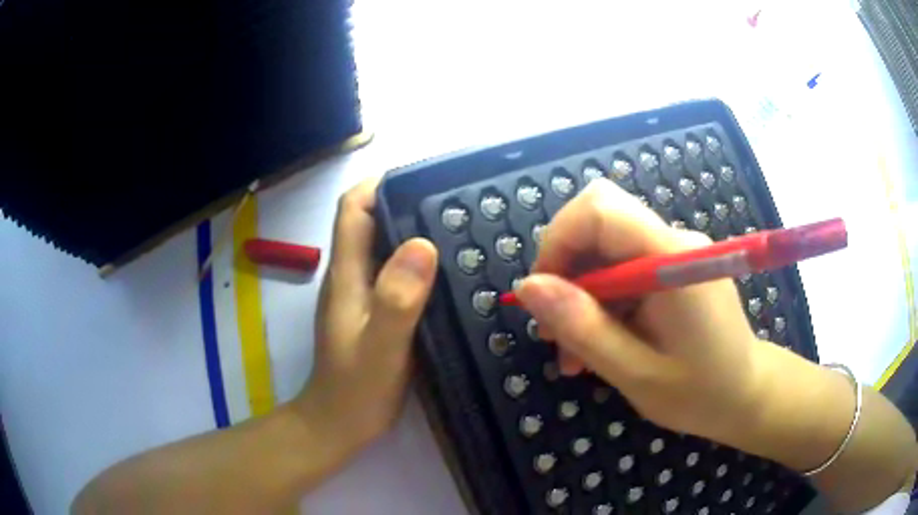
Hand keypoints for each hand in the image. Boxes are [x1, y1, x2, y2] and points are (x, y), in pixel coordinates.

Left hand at [294, 178, 437, 458]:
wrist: (340, 423)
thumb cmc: (357, 388)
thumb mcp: (381, 345)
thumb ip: (397, 298)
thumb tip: (422, 243)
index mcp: (347, 273)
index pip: (353, 209)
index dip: (379, 184)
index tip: (420, 177)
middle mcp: (350, 275)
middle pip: (370, 221)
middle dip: (404, 202)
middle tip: (451, 201)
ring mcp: (360, 293)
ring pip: (383, 246)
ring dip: (413, 231)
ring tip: (456, 228)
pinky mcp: (373, 310)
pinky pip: (393, 272)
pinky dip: (415, 262)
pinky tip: (445, 271)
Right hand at [515, 179, 768, 442]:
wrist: (746, 394)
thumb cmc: (699, 392)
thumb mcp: (635, 372)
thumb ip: (583, 327)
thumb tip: (528, 287)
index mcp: (672, 258)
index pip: (600, 209)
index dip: (558, 241)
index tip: (542, 297)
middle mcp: (674, 240)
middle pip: (598, 221)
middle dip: (565, 269)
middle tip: (555, 330)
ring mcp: (676, 250)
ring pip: (605, 247)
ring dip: (581, 294)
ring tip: (574, 354)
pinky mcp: (674, 266)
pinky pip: (623, 266)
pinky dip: (602, 300)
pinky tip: (601, 342)